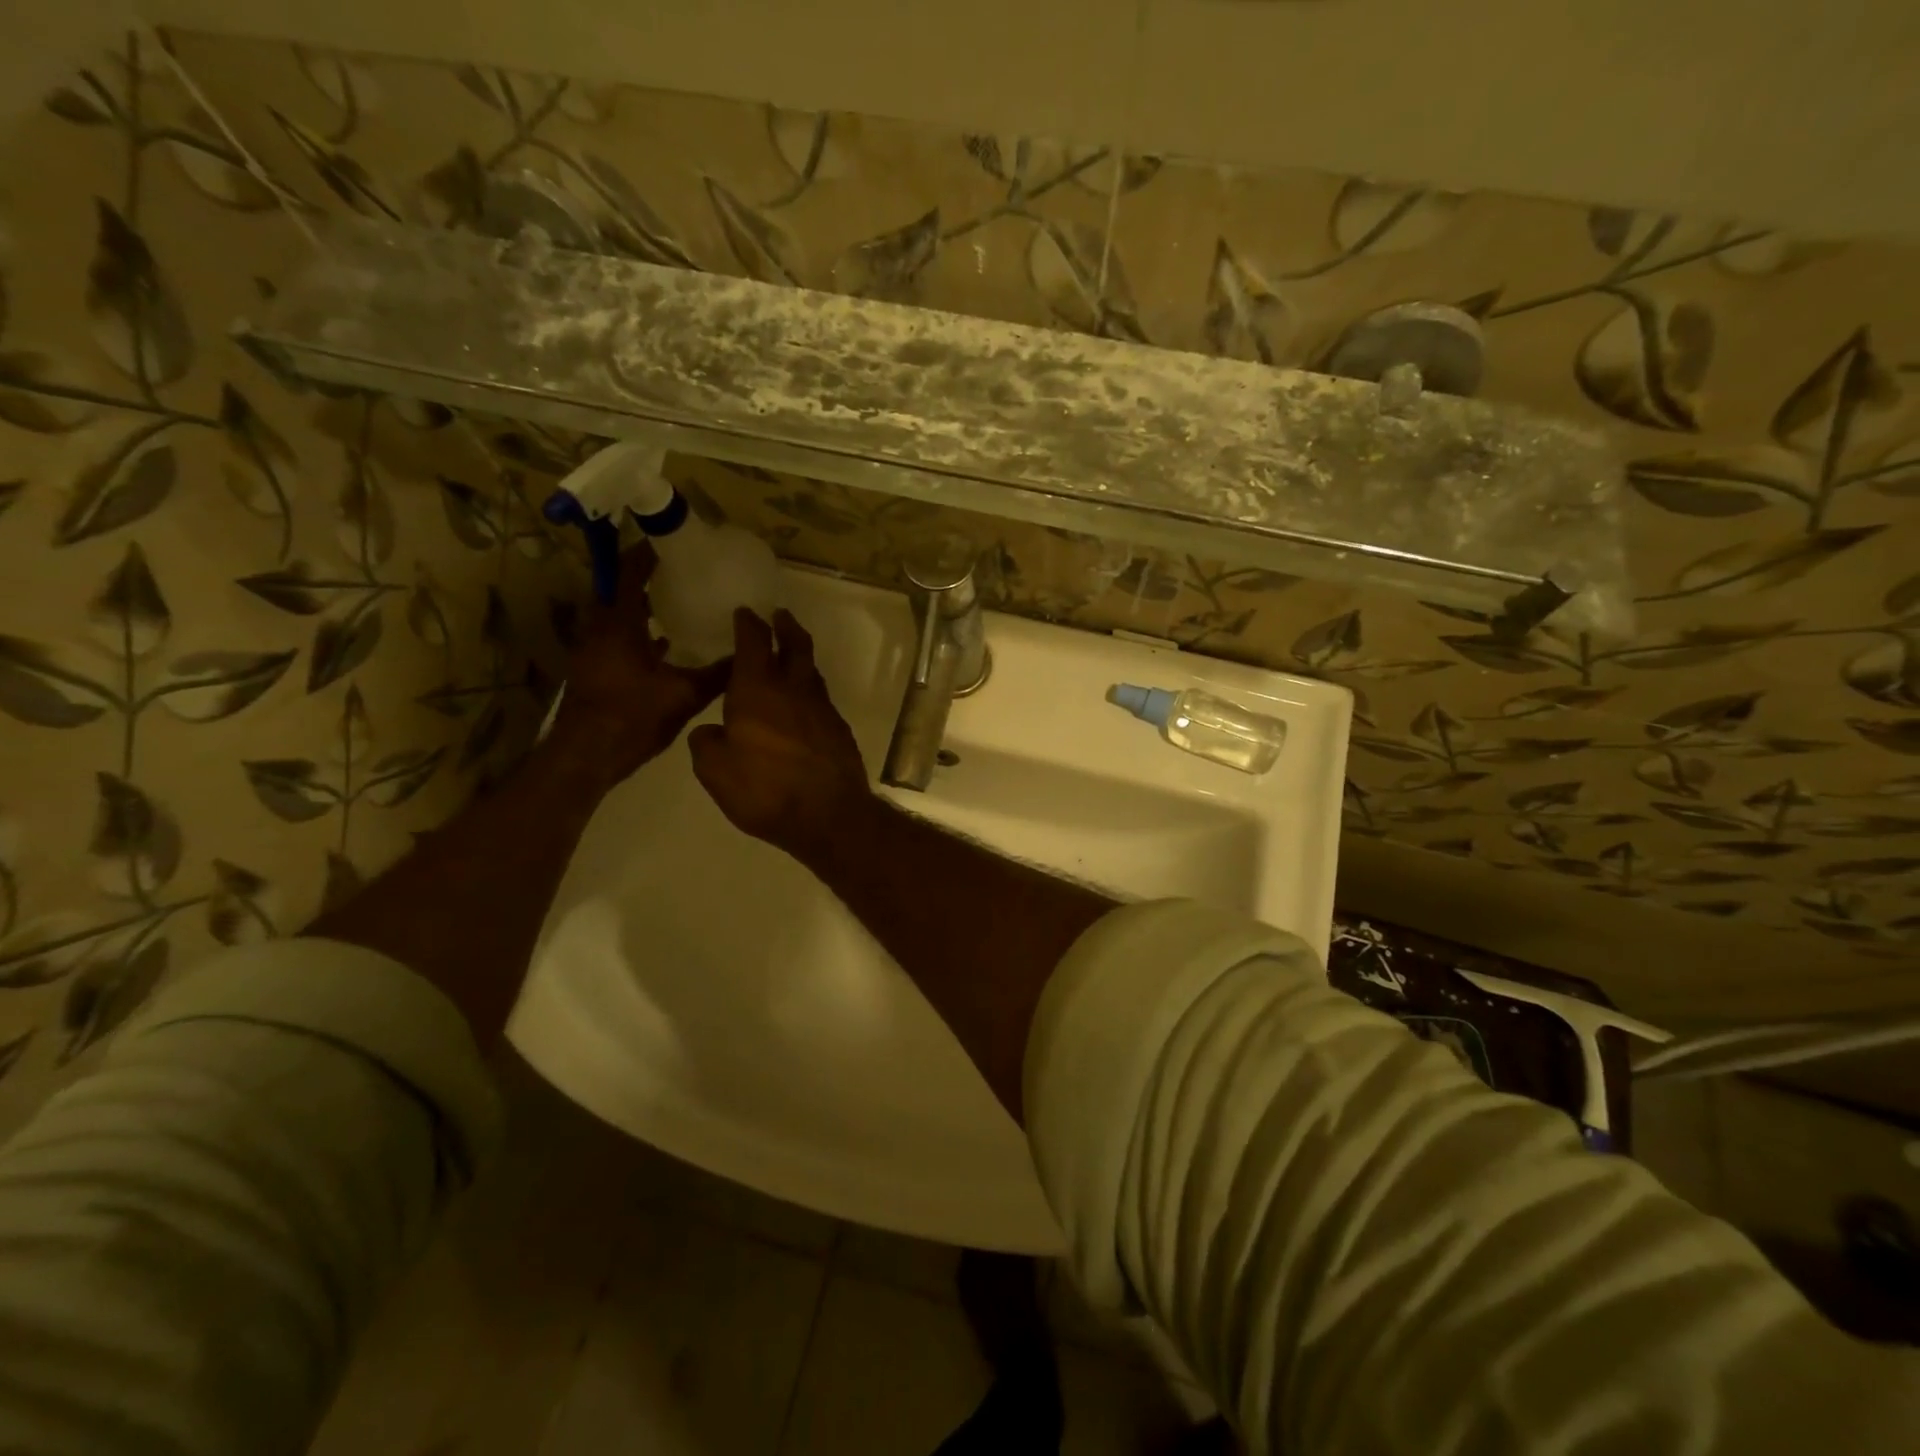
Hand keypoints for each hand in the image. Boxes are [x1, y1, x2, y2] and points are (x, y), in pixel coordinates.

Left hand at [551, 545, 729, 784]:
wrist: (587, 756)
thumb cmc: (633, 717)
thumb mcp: (684, 695)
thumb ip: (717, 674)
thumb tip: (748, 656)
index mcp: (619, 624)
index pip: (629, 573)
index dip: (647, 553)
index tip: (670, 541)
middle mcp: (600, 629)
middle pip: (619, 590)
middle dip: (645, 576)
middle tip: (678, 571)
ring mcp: (593, 650)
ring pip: (617, 615)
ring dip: (640, 605)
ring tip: (674, 601)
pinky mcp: (593, 669)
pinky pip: (615, 637)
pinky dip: (636, 631)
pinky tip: (661, 644)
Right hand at [689, 608, 873, 862]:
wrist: (829, 814)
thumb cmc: (764, 789)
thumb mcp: (715, 770)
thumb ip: (707, 743)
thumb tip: (711, 731)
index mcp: (758, 689)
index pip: (753, 642)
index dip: (748, 624)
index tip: (745, 613)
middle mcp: (794, 689)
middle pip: (795, 646)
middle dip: (785, 627)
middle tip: (780, 616)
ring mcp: (822, 709)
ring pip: (811, 672)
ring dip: (800, 658)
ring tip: (790, 657)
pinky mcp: (839, 731)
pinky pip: (821, 700)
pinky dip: (809, 693)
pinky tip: (802, 706)